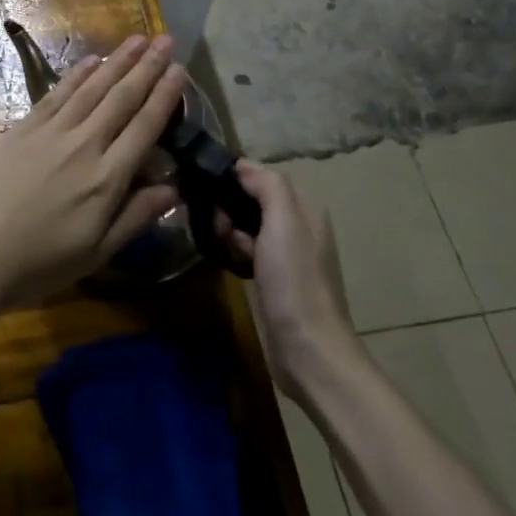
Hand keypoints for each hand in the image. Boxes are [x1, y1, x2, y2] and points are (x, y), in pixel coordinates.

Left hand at [0, 35, 186, 312]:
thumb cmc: (36, 265)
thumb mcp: (95, 254)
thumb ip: (135, 217)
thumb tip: (174, 188)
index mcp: (106, 179)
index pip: (145, 127)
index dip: (165, 96)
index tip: (180, 70)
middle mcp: (83, 146)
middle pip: (121, 98)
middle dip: (146, 67)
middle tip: (166, 40)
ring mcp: (49, 133)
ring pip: (91, 88)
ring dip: (117, 61)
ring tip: (137, 39)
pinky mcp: (21, 128)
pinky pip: (56, 94)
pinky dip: (77, 75)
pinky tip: (91, 60)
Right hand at [217, 162, 362, 395]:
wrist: (307, 349)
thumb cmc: (295, 281)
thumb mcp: (284, 222)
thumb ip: (267, 185)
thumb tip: (240, 166)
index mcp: (305, 207)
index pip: (260, 175)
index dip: (233, 178)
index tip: (208, 190)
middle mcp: (298, 224)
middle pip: (250, 198)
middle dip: (227, 206)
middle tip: (217, 226)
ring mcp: (286, 252)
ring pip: (245, 224)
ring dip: (227, 230)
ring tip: (219, 245)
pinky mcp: (273, 276)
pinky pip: (245, 248)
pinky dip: (232, 249)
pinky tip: (225, 261)